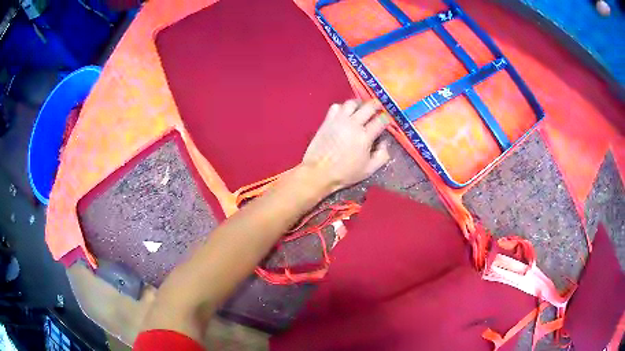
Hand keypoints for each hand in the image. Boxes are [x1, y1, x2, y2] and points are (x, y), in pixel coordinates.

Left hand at [301, 99, 390, 191]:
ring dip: (359, 103)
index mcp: (365, 136)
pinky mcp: (327, 120)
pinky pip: (336, 106)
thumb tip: (385, 142)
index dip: (386, 118)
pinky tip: (345, 113)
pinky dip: (343, 107)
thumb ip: (382, 155)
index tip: (387, 119)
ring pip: (352, 103)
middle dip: (376, 105)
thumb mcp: (369, 170)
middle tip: (378, 108)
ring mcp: (339, 120)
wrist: (319, 172)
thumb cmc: (345, 173)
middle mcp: (353, 124)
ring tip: (362, 108)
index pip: (380, 120)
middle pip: (368, 107)